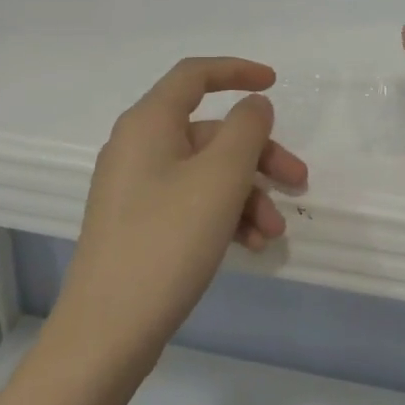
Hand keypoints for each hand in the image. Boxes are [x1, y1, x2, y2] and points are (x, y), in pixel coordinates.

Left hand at [52, 57, 307, 370]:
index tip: (275, 83)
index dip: (237, 71)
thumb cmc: (167, 241)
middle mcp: (139, 148)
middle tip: (299, 180)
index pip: (194, 75)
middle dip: (259, 155)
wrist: (106, 333)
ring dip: (248, 194)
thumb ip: (246, 129)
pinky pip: (193, 203)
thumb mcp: (220, 178)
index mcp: (149, 123)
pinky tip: (251, 246)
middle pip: (211, 132)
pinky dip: (225, 216)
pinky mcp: (141, 225)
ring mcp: (137, 189)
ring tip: (274, 232)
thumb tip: (253, 106)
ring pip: (207, 173)